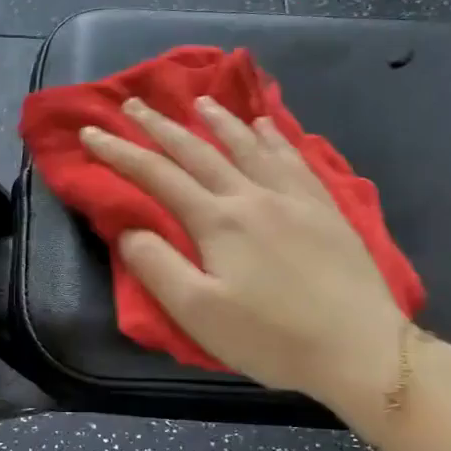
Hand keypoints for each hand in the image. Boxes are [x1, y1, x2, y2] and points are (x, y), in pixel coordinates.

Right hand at [82, 96, 408, 420]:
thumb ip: (157, 266)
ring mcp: (294, 198)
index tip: (92, 132)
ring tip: (200, 102)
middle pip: (198, 151)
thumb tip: (129, 228)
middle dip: (160, 126)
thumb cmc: (271, 337)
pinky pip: (294, 158)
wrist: (359, 348)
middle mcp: (253, 196)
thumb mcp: (198, 313)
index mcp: (218, 221)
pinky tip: (267, 126)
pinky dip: (274, 136)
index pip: (157, 176)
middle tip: (134, 103)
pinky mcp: (325, 209)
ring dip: (219, 121)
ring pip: (249, 146)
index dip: (120, 152)